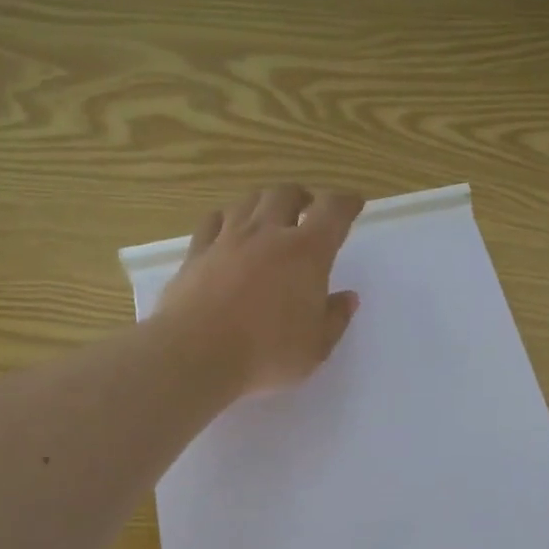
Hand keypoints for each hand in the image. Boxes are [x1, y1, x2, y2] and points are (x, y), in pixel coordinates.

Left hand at [156, 184, 364, 394]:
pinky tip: (227, 229)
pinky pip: (213, 221)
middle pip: (286, 194)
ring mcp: (228, 239)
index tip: (353, 204)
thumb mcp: (316, 347)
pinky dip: (226, 219)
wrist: (196, 354)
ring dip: (265, 203)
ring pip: (248, 201)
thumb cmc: (267, 353)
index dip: (346, 203)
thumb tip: (347, 298)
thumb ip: (335, 318)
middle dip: (302, 197)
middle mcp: (268, 234)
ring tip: (269, 217)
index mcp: (307, 253)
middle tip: (308, 210)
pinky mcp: (196, 253)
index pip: (333, 211)